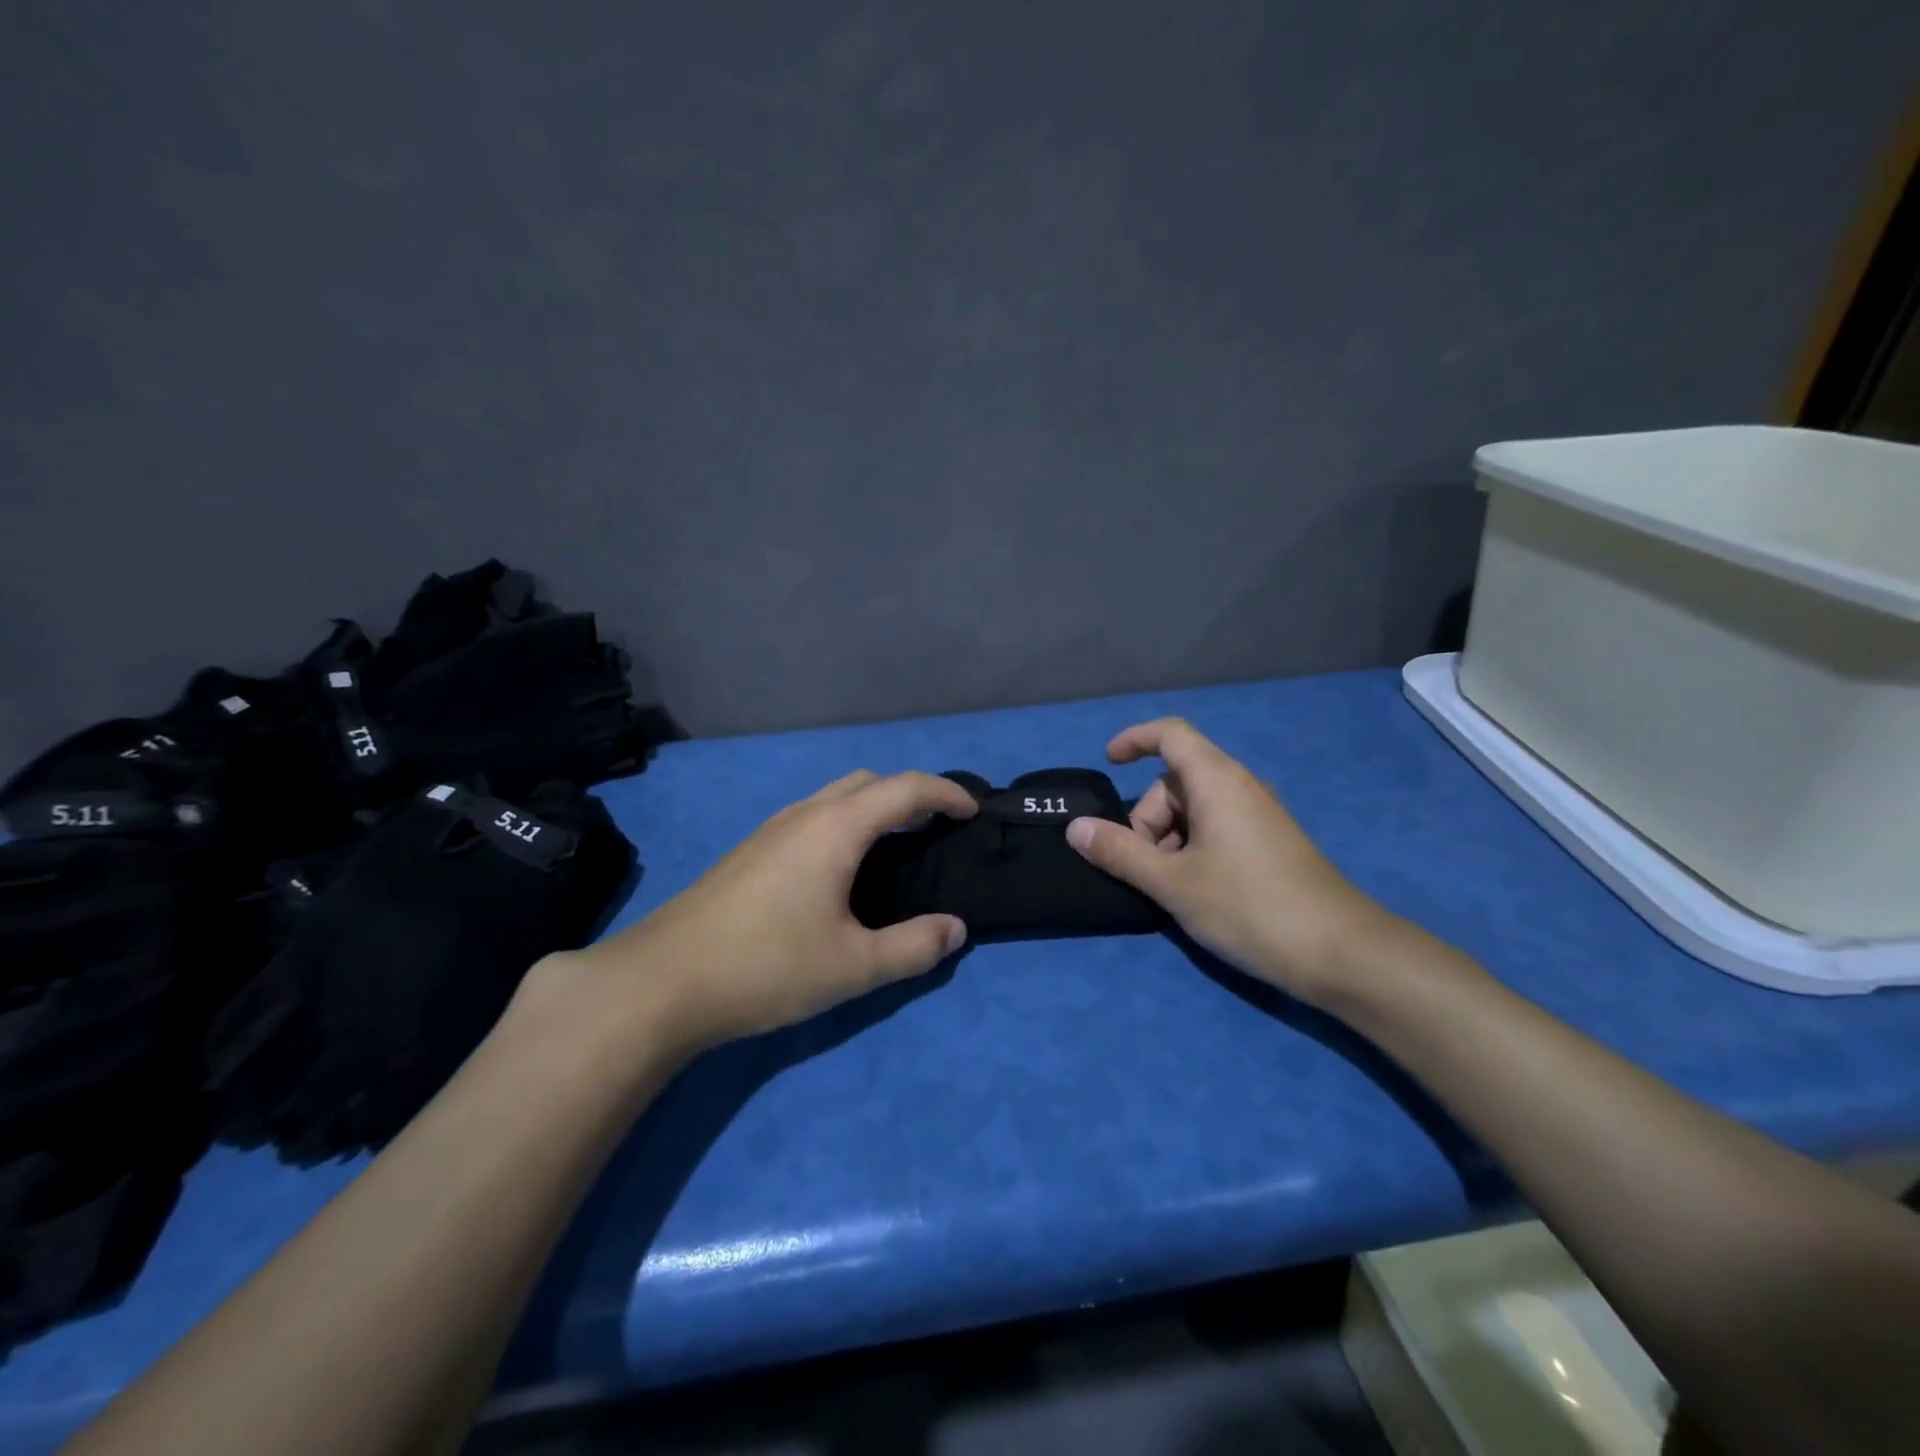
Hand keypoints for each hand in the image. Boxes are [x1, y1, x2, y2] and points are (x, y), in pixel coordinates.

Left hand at [541, 771, 976, 1052]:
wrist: (661, 981)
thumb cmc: (766, 966)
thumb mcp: (853, 966)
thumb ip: (914, 947)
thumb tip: (955, 929)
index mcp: (835, 828)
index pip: (905, 788)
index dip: (946, 793)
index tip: (973, 811)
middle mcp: (804, 814)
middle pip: (869, 782)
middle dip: (910, 795)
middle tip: (936, 830)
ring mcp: (771, 829)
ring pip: (835, 797)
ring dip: (874, 808)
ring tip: (895, 848)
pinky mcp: (750, 851)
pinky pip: (813, 816)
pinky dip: (845, 823)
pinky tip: (841, 871)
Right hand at [1065, 718, 1402, 1004]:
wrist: (1341, 953)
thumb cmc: (1249, 907)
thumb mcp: (1172, 882)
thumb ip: (1120, 852)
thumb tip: (1076, 828)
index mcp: (1217, 781)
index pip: (1170, 734)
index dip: (1134, 739)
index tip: (1108, 763)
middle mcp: (1239, 787)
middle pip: (1174, 781)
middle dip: (1147, 818)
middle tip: (1142, 867)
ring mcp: (1257, 816)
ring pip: (1194, 809)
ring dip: (1167, 839)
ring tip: (1168, 888)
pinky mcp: (1268, 844)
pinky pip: (1215, 829)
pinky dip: (1192, 849)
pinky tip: (1194, 891)